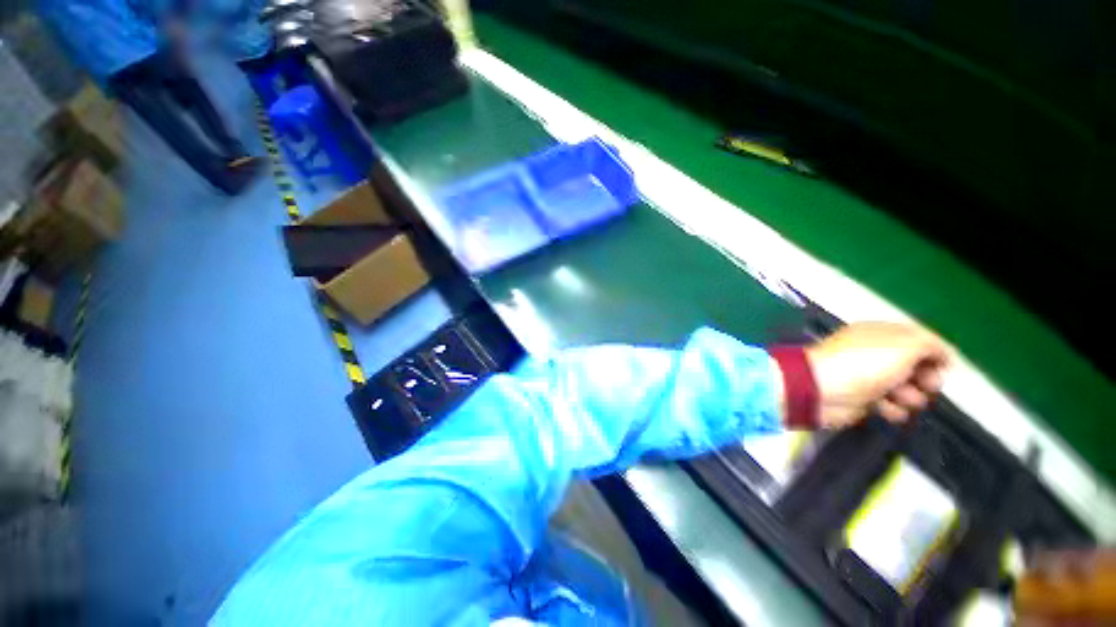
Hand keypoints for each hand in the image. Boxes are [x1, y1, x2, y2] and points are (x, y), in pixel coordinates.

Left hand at [806, 322, 949, 427]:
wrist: (821, 390)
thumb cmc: (863, 363)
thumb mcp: (904, 345)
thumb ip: (930, 345)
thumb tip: (943, 353)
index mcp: (880, 333)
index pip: (917, 339)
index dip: (935, 352)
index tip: (946, 368)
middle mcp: (874, 353)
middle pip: (916, 366)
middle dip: (927, 378)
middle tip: (927, 386)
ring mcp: (867, 377)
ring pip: (907, 389)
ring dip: (910, 397)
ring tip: (900, 398)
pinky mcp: (862, 399)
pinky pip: (890, 406)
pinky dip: (892, 410)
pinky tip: (885, 409)